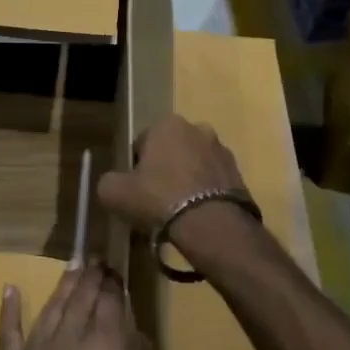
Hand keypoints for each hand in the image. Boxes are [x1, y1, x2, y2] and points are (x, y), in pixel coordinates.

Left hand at [0, 264, 163, 349]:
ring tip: (71, 268)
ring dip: (62, 286)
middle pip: (80, 298)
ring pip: (50, 309)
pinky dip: (8, 310)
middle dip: (90, 278)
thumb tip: (132, 341)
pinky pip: (7, 333)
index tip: (116, 271)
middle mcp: (68, 340)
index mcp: (105, 349)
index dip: (114, 284)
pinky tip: (9, 290)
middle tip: (96, 262)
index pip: (109, 302)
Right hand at [97, 115, 250, 252]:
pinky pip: (213, 183)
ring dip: (186, 181)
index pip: (142, 142)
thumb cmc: (158, 199)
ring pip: (194, 166)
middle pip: (171, 151)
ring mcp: (222, 151)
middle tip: (155, 200)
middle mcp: (198, 129)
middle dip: (164, 170)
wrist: (211, 225)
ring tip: (179, 212)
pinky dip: (205, 195)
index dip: (135, 167)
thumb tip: (114, 184)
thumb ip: (109, 182)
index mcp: (167, 124)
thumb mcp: (114, 193)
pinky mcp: (240, 174)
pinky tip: (197, 217)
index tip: (135, 189)